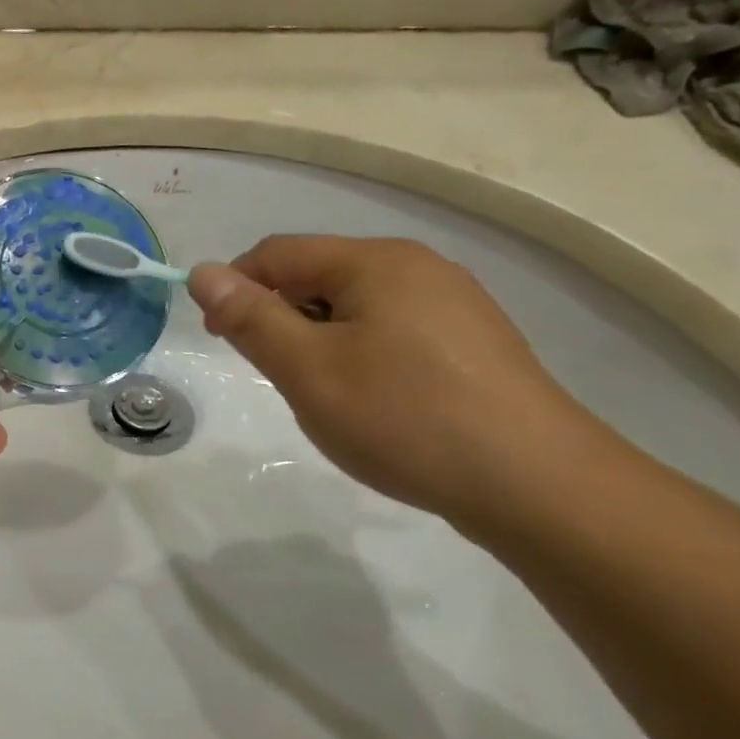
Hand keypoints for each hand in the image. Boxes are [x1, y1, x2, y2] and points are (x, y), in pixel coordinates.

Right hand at [188, 236, 595, 525]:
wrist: (537, 485)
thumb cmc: (404, 417)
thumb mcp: (308, 369)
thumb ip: (250, 318)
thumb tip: (202, 273)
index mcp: (376, 261)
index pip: (277, 253)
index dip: (235, 288)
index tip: (219, 339)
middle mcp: (417, 267)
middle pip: (317, 276)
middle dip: (280, 318)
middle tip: (276, 376)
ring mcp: (453, 304)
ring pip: (354, 307)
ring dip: (318, 340)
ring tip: (326, 396)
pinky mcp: (472, 343)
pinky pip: (391, 331)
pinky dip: (359, 355)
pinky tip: (374, 403)